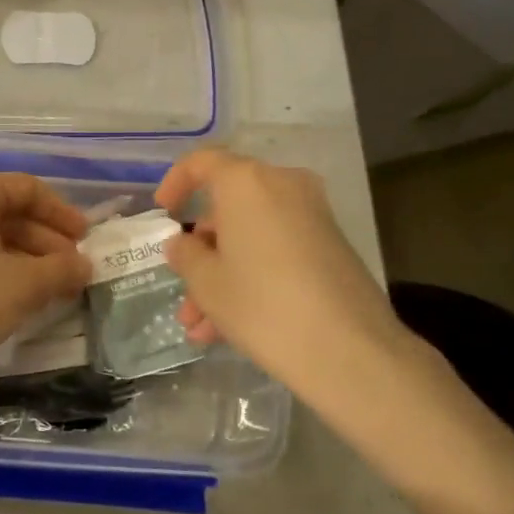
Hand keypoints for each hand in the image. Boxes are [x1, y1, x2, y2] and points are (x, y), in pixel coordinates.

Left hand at [0, 172, 91, 391]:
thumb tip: (84, 265)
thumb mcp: (25, 286)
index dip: (62, 213)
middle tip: (72, 270)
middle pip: (4, 209)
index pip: (26, 189)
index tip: (86, 240)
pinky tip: (15, 292)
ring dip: (23, 255)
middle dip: (44, 240)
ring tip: (51, 286)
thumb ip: (61, 269)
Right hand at [156, 149, 417, 398]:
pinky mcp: (331, 246)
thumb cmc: (262, 305)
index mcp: (246, 182)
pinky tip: (231, 328)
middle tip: (183, 289)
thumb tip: (183, 243)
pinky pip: (277, 249)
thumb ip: (186, 255)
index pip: (202, 162)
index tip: (163, 213)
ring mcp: (312, 215)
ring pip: (251, 235)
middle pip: (228, 207)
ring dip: (223, 274)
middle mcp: (282, 186)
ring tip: (201, 328)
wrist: (350, 350)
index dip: (175, 183)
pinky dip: (252, 276)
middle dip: (201, 251)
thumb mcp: (207, 283)